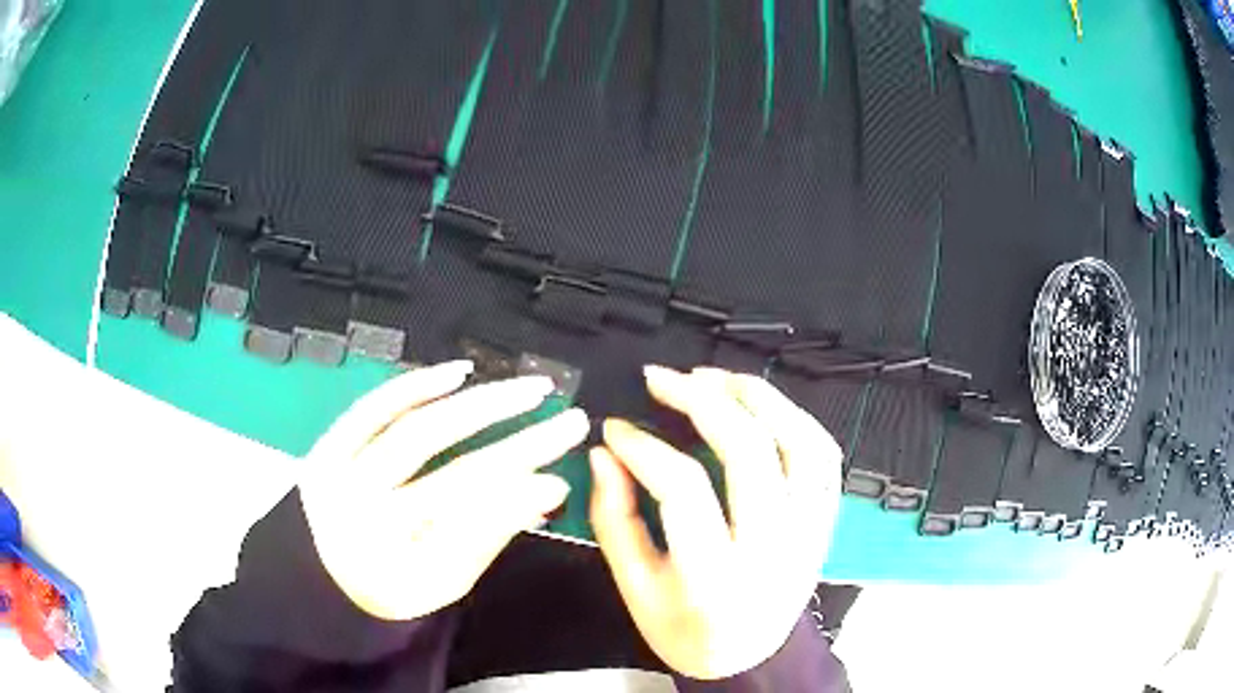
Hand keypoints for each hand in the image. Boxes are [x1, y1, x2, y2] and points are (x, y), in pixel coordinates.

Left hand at [299, 361, 587, 620]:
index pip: (464, 508)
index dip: (517, 488)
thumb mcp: (448, 580)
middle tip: (563, 415)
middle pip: (443, 462)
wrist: (326, 583)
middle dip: (511, 434)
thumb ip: (492, 531)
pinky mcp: (326, 447)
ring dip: (471, 402)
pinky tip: (454, 375)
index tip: (563, 472)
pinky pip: (371, 407)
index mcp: (386, 549)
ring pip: (409, 425)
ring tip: (524, 389)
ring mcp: (335, 470)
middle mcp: (356, 504)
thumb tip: (549, 486)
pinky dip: (414, 386)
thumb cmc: (394, 590)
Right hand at [589, 366, 841, 679]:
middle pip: (749, 451)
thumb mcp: (634, 588)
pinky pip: (824, 455)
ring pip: (799, 442)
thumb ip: (613, 519)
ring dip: (758, 397)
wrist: (748, 655)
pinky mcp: (824, 520)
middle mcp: (771, 549)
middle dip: (701, 400)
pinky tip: (762, 404)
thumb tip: (605, 454)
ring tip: (715, 377)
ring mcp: (808, 531)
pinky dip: (795, 418)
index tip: (616, 428)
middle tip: (663, 379)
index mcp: (714, 577)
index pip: (683, 489)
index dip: (644, 447)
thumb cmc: (685, 630)